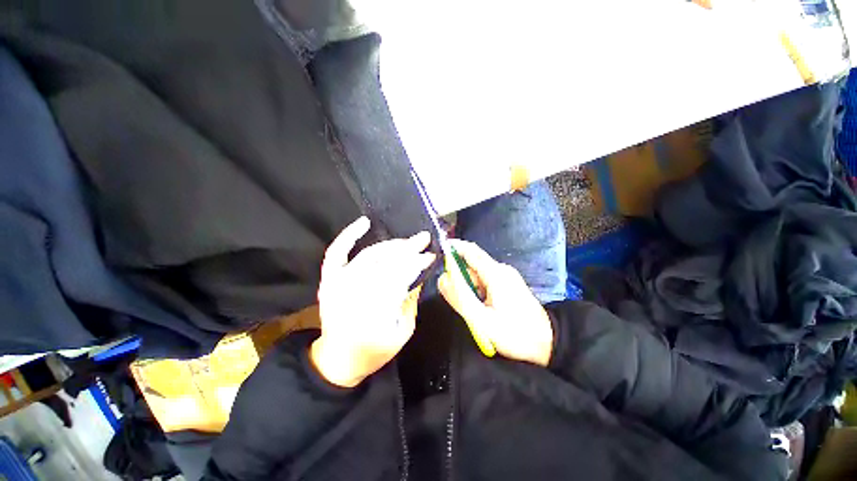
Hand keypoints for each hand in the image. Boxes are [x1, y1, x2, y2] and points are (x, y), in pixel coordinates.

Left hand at [311, 216, 435, 387]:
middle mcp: (353, 295)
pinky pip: (336, 252)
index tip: (430, 255)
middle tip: (424, 238)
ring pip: (369, 256)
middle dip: (408, 249)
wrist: (338, 358)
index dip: (417, 264)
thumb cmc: (375, 350)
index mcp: (374, 314)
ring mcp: (338, 284)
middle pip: (385, 264)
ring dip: (391, 245)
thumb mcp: (403, 332)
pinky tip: (364, 222)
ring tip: (407, 241)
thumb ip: (411, 301)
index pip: (400, 278)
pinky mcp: (329, 279)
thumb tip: (420, 273)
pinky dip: (349, 235)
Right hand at [438, 240, 552, 366]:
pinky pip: (485, 281)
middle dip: (459, 276)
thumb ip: (459, 298)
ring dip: (468, 287)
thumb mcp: (481, 320)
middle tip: (453, 297)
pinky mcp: (508, 285)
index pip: (470, 250)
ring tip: (471, 310)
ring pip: (478, 274)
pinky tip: (480, 308)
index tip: (437, 251)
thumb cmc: (515, 334)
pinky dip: (477, 290)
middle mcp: (501, 270)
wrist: (548, 345)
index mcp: (496, 273)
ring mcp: (506, 277)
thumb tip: (442, 279)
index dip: (453, 248)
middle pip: (472, 264)